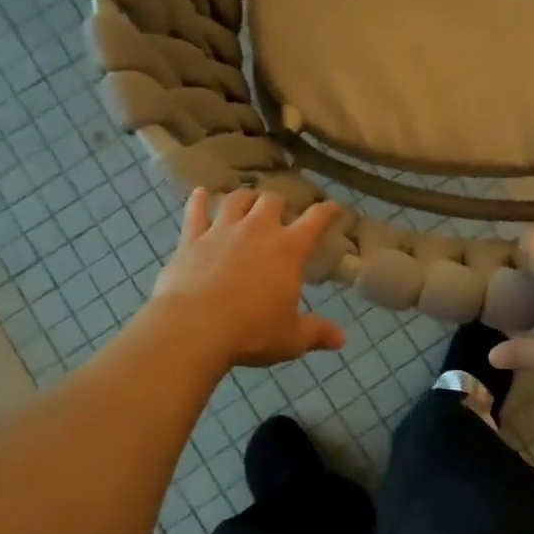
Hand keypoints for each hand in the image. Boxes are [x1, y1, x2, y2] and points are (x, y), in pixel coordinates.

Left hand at [149, 188, 346, 367]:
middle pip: (272, 200)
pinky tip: (199, 193)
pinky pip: (195, 212)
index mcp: (288, 250)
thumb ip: (316, 333)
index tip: (333, 207)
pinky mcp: (191, 239)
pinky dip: (198, 201)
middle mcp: (257, 230)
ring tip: (248, 199)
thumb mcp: (291, 338)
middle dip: (281, 201)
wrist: (194, 328)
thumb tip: (341, 339)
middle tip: (283, 210)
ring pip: (236, 199)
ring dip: (245, 197)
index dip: (327, 211)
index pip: (315, 220)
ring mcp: (221, 231)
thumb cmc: (251, 332)